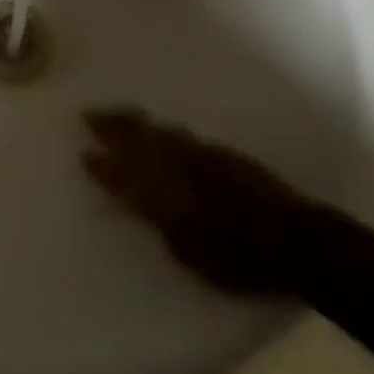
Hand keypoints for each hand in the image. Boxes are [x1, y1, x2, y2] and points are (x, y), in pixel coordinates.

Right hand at [83, 108, 328, 295]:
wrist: (291, 237)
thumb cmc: (236, 260)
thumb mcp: (188, 255)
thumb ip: (160, 225)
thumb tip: (140, 207)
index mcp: (160, 195)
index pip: (120, 175)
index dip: (101, 166)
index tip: (83, 153)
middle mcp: (172, 166)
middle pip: (133, 138)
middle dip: (110, 126)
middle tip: (89, 114)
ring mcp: (196, 153)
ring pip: (154, 130)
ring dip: (131, 121)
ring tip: (115, 113)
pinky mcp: (217, 150)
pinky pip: (176, 133)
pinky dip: (159, 128)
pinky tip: (157, 129)